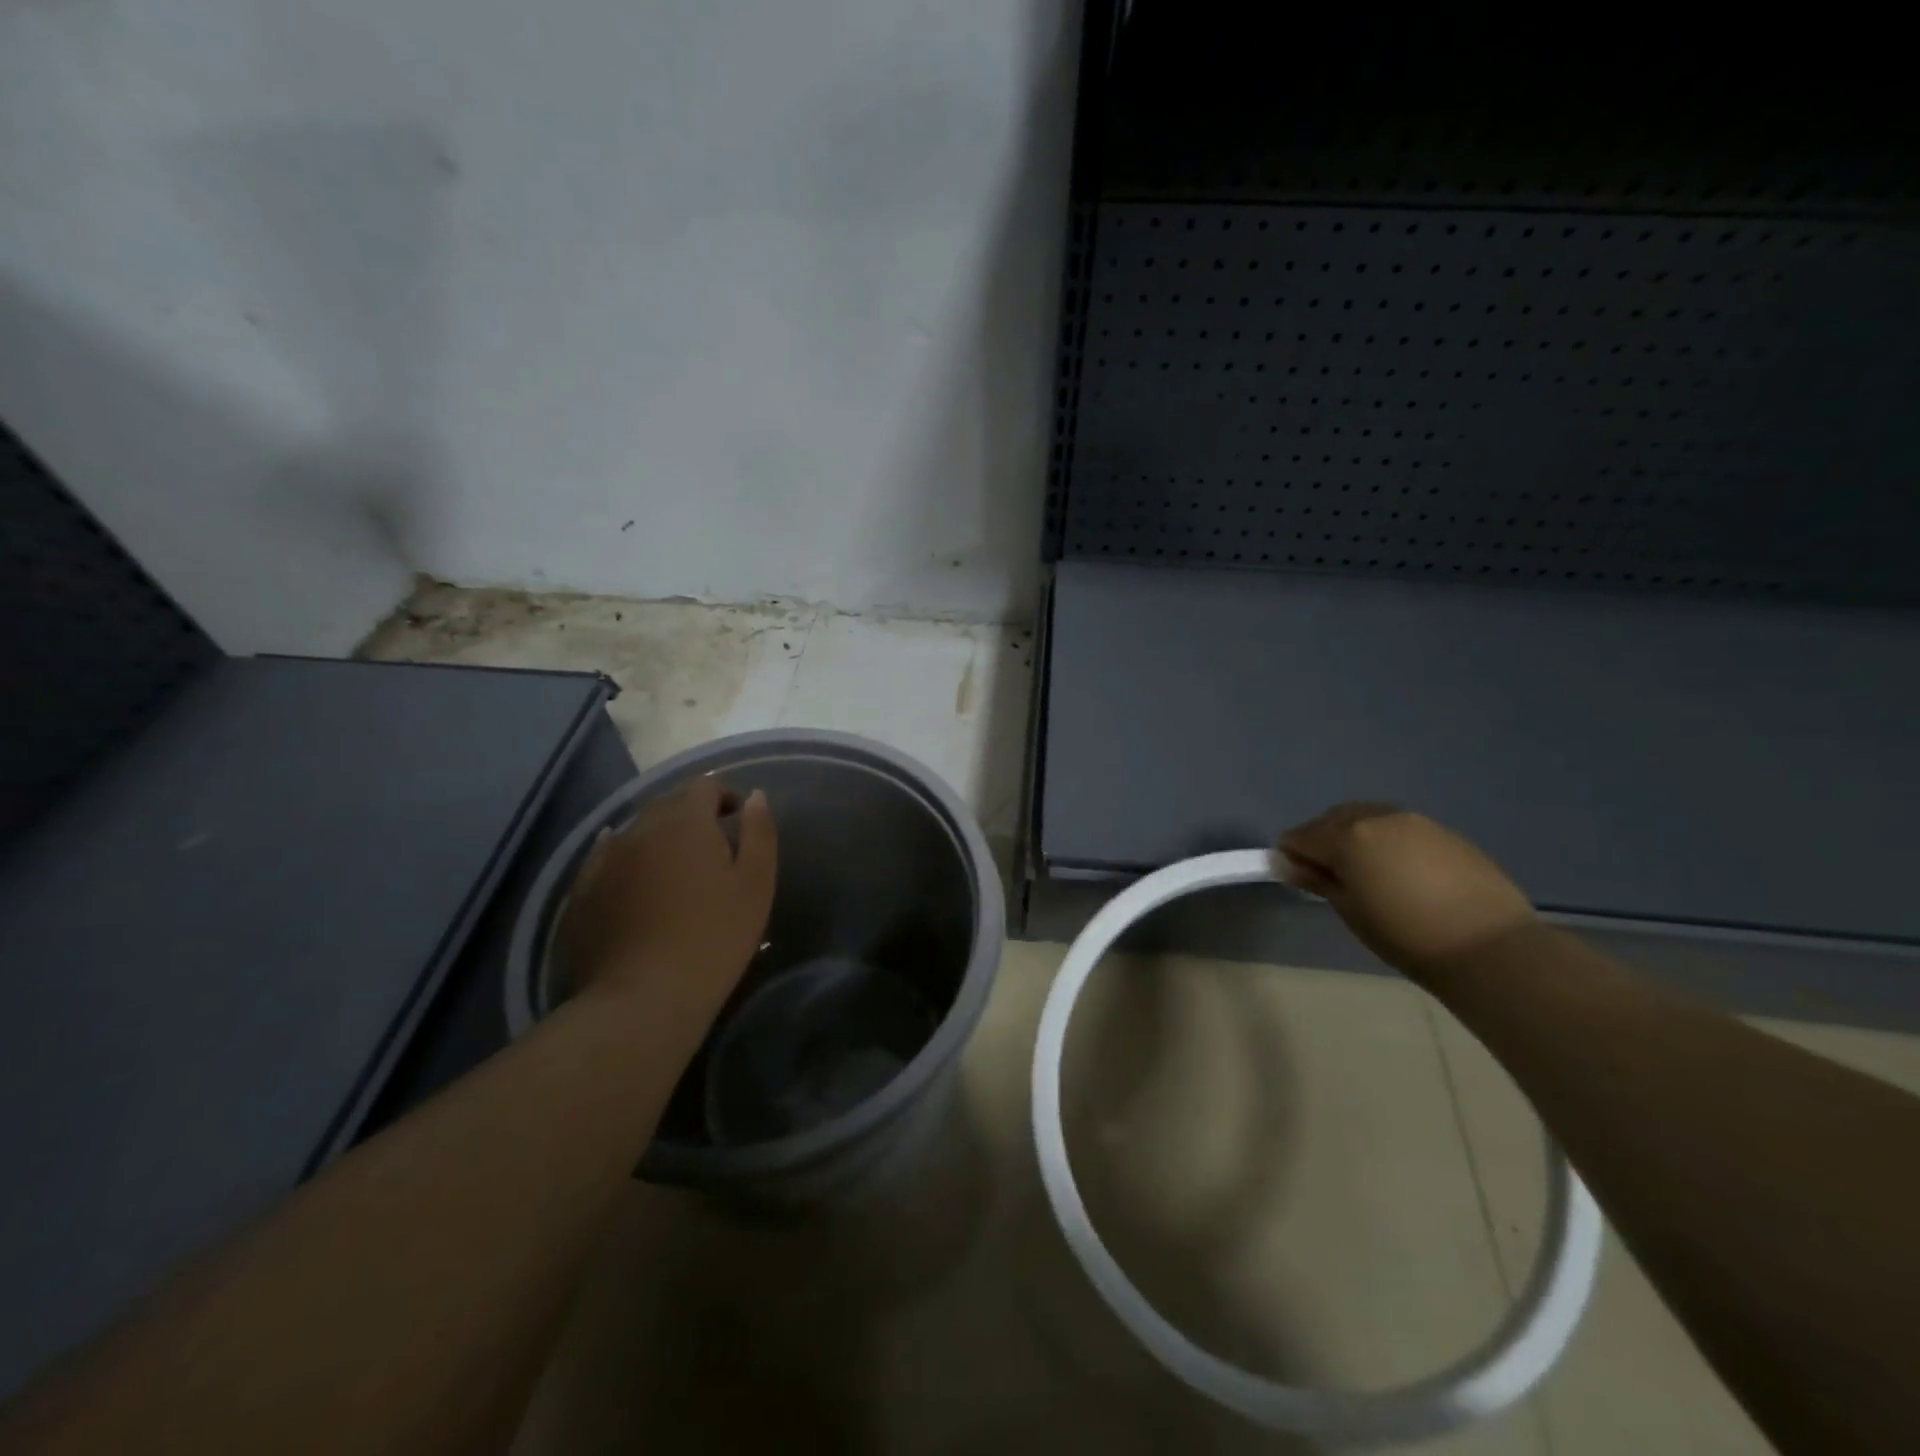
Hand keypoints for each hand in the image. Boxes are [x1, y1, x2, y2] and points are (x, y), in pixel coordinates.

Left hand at [557, 776, 776, 1023]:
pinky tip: (633, 883)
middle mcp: (639, 829)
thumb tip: (756, 797)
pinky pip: (606, 862)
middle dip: (691, 816)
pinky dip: (626, 864)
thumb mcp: (756, 884)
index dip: (723, 796)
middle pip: (667, 805)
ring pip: (635, 833)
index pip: (703, 785)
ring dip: (658, 840)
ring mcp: (603, 860)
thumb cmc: (714, 938)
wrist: (641, 999)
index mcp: (685, 821)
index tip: (737, 821)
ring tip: (675, 872)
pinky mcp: (580, 893)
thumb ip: (759, 833)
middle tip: (712, 848)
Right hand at [1276, 803, 1536, 979]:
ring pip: (1367, 818)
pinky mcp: (1443, 831)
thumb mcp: (1351, 911)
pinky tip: (1400, 873)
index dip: (1291, 856)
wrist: (1490, 947)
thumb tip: (1289, 864)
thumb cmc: (1406, 935)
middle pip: (1332, 819)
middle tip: (1329, 876)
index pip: (1300, 836)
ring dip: (1355, 837)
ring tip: (1366, 873)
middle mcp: (1377, 816)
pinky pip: (1399, 828)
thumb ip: (1318, 880)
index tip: (1297, 878)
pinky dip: (1387, 842)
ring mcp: (1414, 821)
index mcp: (1347, 835)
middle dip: (1322, 840)